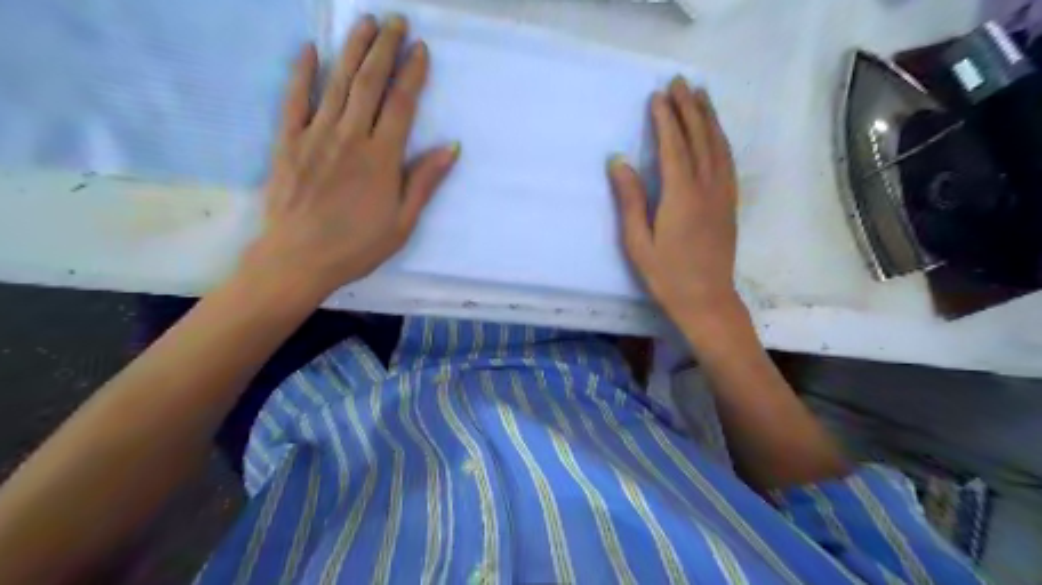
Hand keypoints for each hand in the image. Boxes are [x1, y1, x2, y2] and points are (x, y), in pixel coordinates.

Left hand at [245, 14, 457, 300]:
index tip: (421, 49)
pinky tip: (310, 50)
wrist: (299, 259)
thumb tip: (450, 147)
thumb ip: (424, 181)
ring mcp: (316, 135)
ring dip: (353, 50)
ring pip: (337, 83)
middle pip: (370, 83)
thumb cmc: (358, 246)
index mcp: (382, 158)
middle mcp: (351, 137)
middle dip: (385, 48)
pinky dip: (302, 73)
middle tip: (395, 21)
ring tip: (365, 22)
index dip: (412, 74)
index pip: (401, 105)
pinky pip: (294, 100)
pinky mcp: (288, 142)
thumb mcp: (403, 222)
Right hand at [608, 78, 745, 330]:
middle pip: (699, 139)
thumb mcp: (638, 242)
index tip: (658, 96)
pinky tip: (716, 134)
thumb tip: (618, 161)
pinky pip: (728, 163)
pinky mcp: (730, 205)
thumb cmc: (666, 276)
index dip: (666, 119)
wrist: (706, 301)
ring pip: (718, 147)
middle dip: (689, 108)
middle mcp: (706, 188)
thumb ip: (630, 200)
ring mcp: (723, 196)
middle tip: (680, 83)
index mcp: (681, 196)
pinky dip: (721, 141)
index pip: (673, 147)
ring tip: (700, 96)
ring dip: (709, 118)